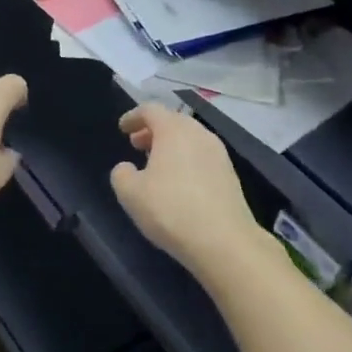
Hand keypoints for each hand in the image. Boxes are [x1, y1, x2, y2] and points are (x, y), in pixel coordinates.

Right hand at [110, 104, 264, 281]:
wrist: (224, 241)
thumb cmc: (171, 210)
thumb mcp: (130, 194)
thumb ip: (121, 175)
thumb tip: (126, 168)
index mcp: (174, 130)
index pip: (151, 110)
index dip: (133, 116)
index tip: (122, 128)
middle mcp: (199, 134)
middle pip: (173, 121)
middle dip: (153, 130)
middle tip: (137, 144)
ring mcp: (219, 153)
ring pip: (190, 138)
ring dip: (171, 145)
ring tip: (156, 164)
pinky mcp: (230, 174)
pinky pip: (202, 156)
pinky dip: (186, 160)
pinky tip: (179, 183)